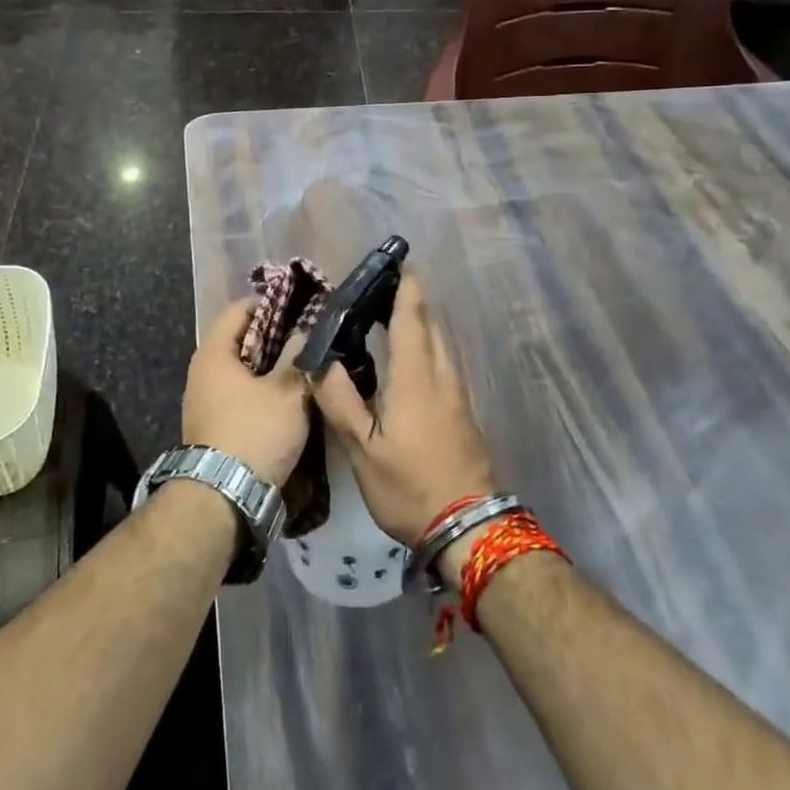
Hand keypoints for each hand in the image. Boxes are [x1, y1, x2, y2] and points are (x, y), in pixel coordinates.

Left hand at [182, 299, 310, 486]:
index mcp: (213, 353)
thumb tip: (306, 330)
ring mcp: (204, 400)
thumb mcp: (286, 392)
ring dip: (271, 365)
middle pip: (241, 340)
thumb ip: (298, 357)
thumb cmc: (254, 432)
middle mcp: (202, 371)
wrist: (223, 497)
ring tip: (305, 364)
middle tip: (310, 334)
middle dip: (275, 335)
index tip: (302, 305)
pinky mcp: (214, 425)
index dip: (271, 303)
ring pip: (243, 369)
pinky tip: (289, 395)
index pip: (240, 309)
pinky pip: (241, 393)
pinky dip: (262, 388)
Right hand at [307, 274, 496, 544]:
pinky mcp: (463, 411)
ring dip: (421, 321)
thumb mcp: (363, 450)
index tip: (395, 262)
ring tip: (393, 313)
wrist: (470, 528)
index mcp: (416, 379)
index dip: (405, 288)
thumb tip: (320, 361)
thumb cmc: (410, 487)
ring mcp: (457, 395)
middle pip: (432, 324)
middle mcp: (441, 377)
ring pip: (441, 343)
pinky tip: (409, 356)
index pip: (412, 319)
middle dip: (412, 299)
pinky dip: (427, 344)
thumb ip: (341, 402)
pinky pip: (444, 361)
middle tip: (384, 285)